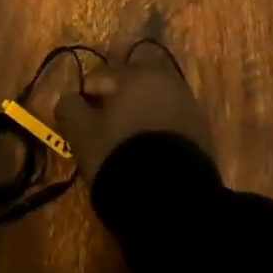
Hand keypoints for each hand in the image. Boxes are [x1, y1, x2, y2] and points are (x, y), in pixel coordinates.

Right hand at [53, 46, 210, 180]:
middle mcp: (166, 82)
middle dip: (115, 102)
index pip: (100, 76)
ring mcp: (189, 107)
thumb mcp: (81, 132)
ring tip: (124, 145)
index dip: (84, 96)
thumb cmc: (119, 154)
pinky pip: (170, 124)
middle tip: (101, 130)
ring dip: (137, 116)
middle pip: (130, 86)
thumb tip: (69, 99)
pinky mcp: (203, 134)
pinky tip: (147, 156)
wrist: (172, 198)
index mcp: (136, 75)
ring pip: (153, 104)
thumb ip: (69, 107)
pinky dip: (156, 133)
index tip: (78, 121)